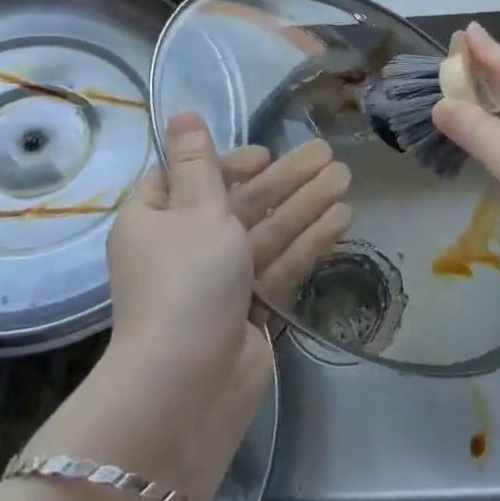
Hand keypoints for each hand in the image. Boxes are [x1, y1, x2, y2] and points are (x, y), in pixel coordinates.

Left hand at [106, 112, 350, 404]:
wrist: (187, 386)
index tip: (263, 156)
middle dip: (283, 179)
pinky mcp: (249, 309)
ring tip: (346, 177)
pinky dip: (307, 241)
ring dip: (304, 204)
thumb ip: (200, 163)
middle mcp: (183, 248)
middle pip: (238, 202)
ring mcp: (219, 281)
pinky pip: (279, 264)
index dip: (228, 163)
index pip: (188, 178)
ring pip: (265, 232)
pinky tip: (342, 217)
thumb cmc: (185, 282)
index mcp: (153, 221)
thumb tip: (181, 113)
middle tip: (328, 154)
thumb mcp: (194, 210)